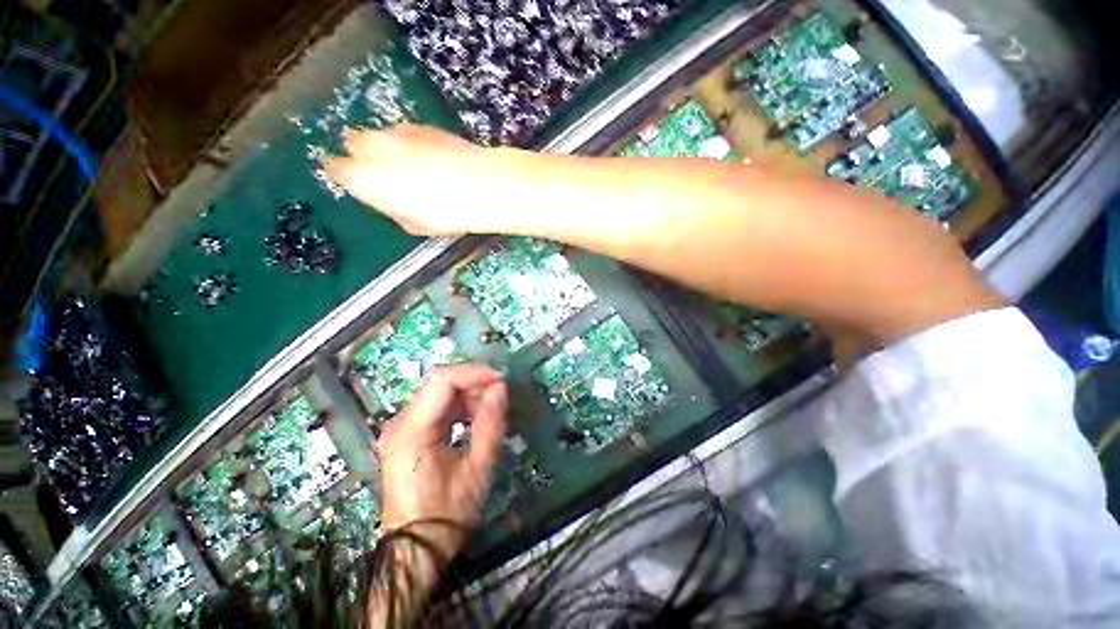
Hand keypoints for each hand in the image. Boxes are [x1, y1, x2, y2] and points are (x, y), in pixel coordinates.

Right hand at [327, 124, 497, 235]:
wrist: (479, 186)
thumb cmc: (443, 214)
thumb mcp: (411, 223)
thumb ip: (391, 206)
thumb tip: (390, 199)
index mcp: (362, 176)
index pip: (337, 168)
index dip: (348, 175)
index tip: (359, 181)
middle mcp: (372, 146)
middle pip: (357, 144)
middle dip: (368, 156)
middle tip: (390, 175)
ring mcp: (397, 131)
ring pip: (384, 137)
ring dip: (393, 149)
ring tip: (419, 171)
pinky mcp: (422, 125)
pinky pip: (408, 135)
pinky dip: (415, 145)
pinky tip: (436, 162)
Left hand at [376, 364, 507, 559]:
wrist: (414, 552)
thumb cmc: (446, 515)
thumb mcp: (477, 468)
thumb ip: (490, 423)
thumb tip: (500, 388)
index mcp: (412, 431)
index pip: (443, 381)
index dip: (474, 373)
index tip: (501, 379)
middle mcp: (400, 423)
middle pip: (439, 383)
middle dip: (473, 382)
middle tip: (500, 393)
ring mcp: (401, 428)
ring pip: (439, 393)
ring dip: (468, 394)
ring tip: (491, 408)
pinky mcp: (407, 435)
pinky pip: (437, 408)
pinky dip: (459, 406)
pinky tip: (475, 417)